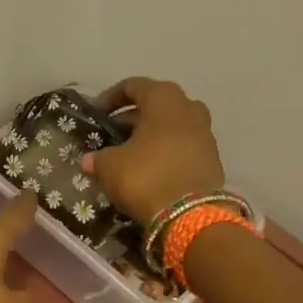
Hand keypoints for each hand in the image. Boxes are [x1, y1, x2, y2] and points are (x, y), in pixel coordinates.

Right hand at [83, 77, 226, 224]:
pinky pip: (183, 146)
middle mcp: (189, 108)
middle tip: (112, 134)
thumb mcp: (110, 166)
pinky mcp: (212, 158)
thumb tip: (90, 160)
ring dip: (151, 135)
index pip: (134, 86)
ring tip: (130, 153)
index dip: (111, 98)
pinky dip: (166, 151)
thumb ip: (98, 158)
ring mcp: (205, 133)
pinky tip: (150, 169)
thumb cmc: (146, 177)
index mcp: (163, 99)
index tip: (97, 114)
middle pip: (156, 104)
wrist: (191, 216)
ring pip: (172, 126)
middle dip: (132, 118)